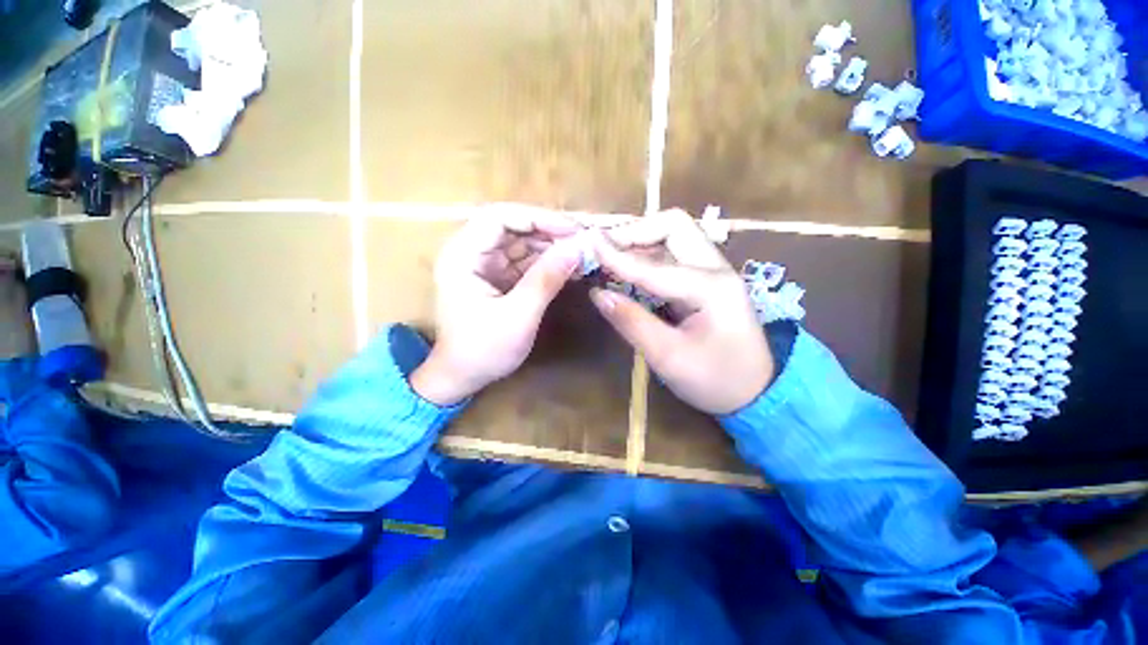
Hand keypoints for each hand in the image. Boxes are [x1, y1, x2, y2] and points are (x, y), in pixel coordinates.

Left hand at [411, 206, 582, 405]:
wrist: (462, 377)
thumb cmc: (483, 350)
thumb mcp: (518, 316)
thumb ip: (546, 279)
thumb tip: (578, 247)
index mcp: (462, 255)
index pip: (499, 217)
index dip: (538, 218)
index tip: (572, 230)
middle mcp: (471, 252)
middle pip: (513, 227)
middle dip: (549, 232)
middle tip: (584, 241)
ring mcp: (485, 265)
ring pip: (522, 243)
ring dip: (552, 247)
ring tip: (583, 254)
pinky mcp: (497, 277)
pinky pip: (525, 261)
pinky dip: (547, 263)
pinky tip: (569, 267)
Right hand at [588, 210, 774, 414]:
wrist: (756, 393)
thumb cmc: (715, 380)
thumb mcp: (669, 358)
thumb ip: (632, 322)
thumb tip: (598, 294)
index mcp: (711, 288)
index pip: (654, 265)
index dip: (618, 256)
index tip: (588, 243)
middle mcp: (716, 269)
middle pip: (675, 226)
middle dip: (636, 231)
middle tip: (604, 246)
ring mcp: (713, 272)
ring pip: (675, 236)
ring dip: (641, 240)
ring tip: (610, 253)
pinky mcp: (706, 281)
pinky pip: (674, 255)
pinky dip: (648, 254)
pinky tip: (629, 267)